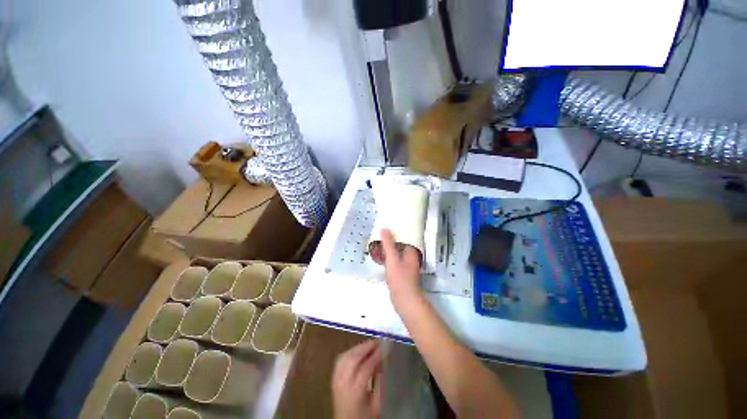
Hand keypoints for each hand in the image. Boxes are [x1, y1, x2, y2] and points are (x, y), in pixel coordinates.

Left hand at [332, 339, 381, 418]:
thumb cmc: (364, 417)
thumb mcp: (377, 404)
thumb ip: (380, 382)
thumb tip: (383, 360)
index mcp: (354, 392)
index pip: (366, 367)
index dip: (376, 355)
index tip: (386, 347)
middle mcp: (342, 383)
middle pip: (353, 358)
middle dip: (367, 347)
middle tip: (378, 341)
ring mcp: (335, 379)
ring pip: (346, 356)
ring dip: (359, 347)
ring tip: (371, 344)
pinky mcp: (333, 377)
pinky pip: (341, 359)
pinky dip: (350, 351)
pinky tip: (358, 350)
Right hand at [380, 229, 422, 310]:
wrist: (404, 300)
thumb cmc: (400, 279)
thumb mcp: (392, 259)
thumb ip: (388, 244)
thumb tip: (385, 228)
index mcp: (411, 252)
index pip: (406, 236)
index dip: (397, 231)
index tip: (388, 226)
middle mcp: (411, 257)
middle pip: (401, 244)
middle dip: (391, 240)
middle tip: (381, 234)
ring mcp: (406, 266)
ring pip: (397, 252)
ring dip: (389, 248)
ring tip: (379, 243)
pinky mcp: (402, 273)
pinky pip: (394, 260)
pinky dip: (388, 257)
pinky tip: (381, 256)